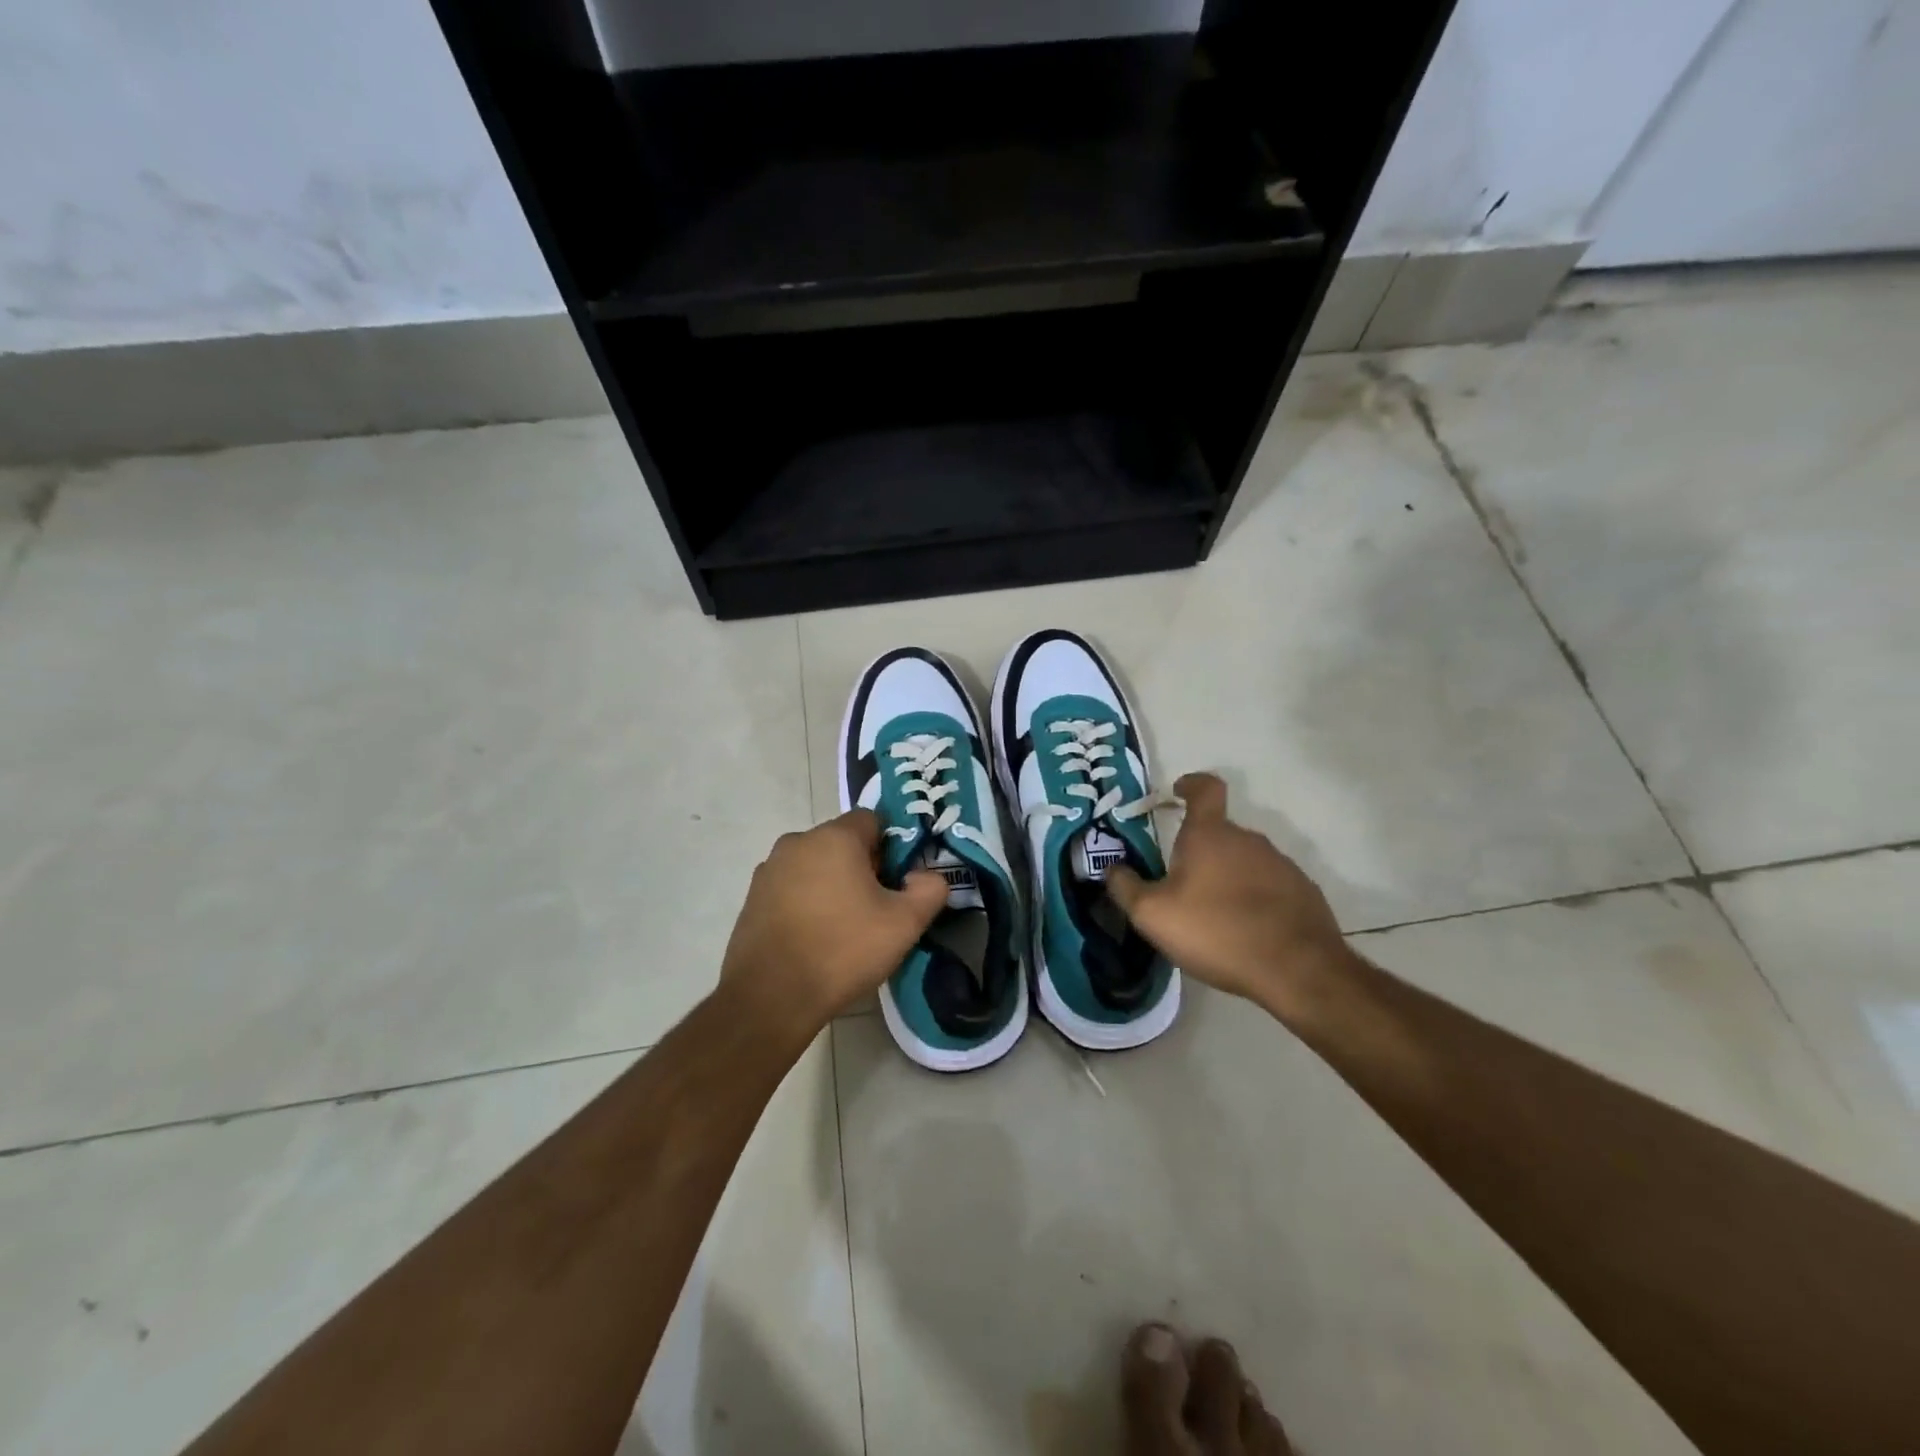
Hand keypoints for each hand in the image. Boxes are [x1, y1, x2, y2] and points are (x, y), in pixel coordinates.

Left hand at [720, 810, 948, 1035]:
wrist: (770, 997)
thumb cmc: (843, 950)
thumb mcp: (905, 924)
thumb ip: (929, 890)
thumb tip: (925, 877)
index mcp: (834, 837)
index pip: (872, 820)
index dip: (891, 848)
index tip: (896, 883)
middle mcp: (797, 842)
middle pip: (842, 843)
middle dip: (862, 868)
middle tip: (875, 909)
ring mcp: (769, 870)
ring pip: (815, 866)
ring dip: (832, 886)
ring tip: (843, 929)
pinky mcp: (752, 899)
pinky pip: (791, 889)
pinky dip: (806, 904)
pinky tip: (813, 939)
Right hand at [1107, 774, 1350, 1014]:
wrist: (1297, 970)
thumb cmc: (1216, 931)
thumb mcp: (1153, 915)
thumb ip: (1125, 887)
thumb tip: (1111, 868)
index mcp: (1211, 834)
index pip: (1205, 789)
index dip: (1191, 784)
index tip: (1179, 791)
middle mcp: (1249, 840)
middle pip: (1220, 833)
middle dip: (1200, 851)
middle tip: (1180, 884)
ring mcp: (1282, 865)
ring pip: (1245, 860)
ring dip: (1227, 877)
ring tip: (1212, 915)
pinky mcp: (1304, 894)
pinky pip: (1269, 886)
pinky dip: (1253, 899)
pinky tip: (1245, 931)